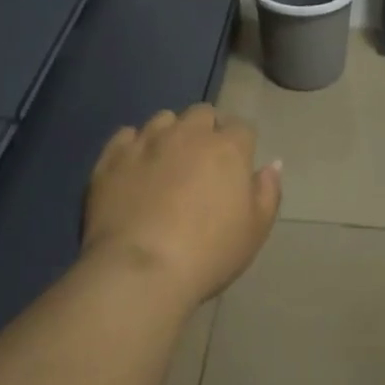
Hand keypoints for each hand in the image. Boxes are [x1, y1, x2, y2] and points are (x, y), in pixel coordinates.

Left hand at [83, 104, 281, 307]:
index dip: (241, 144)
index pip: (242, 127)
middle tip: (203, 161)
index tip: (236, 166)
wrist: (139, 271)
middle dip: (206, 129)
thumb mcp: (255, 231)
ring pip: (164, 119)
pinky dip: (133, 145)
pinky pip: (126, 135)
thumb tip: (272, 164)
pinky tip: (134, 166)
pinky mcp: (113, 157)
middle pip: (202, 113)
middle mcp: (188, 133)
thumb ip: (267, 192)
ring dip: (170, 133)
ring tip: (167, 160)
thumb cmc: (208, 253)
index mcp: (227, 148)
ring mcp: (147, 141)